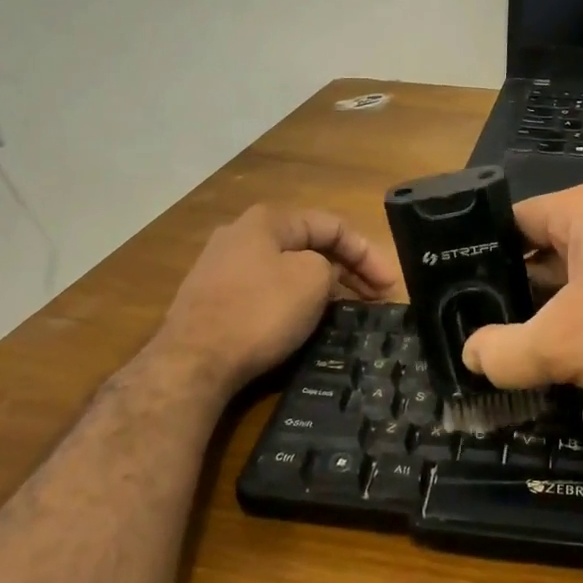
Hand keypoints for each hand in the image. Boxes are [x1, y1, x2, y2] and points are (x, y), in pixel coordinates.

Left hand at [151, 204, 396, 398]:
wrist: (192, 362)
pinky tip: (305, 319)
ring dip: (322, 284)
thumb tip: (322, 272)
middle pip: (308, 245)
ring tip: (347, 309)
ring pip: (287, 268)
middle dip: (347, 269)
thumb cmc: (260, 312)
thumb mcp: (312, 280)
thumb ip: (329, 266)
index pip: (332, 225)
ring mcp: (221, 266)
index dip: (368, 253)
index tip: (390, 286)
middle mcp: (241, 234)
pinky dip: (294, 299)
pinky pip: (266, 289)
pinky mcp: (212, 298)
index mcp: (268, 220)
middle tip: (377, 298)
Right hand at [461, 180, 582, 440]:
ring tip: (539, 349)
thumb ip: (504, 351)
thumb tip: (471, 356)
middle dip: (525, 290)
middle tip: (497, 331)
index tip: (465, 297)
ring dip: (565, 308)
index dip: (484, 257)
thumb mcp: (564, 346)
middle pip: (553, 246)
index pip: (516, 220)